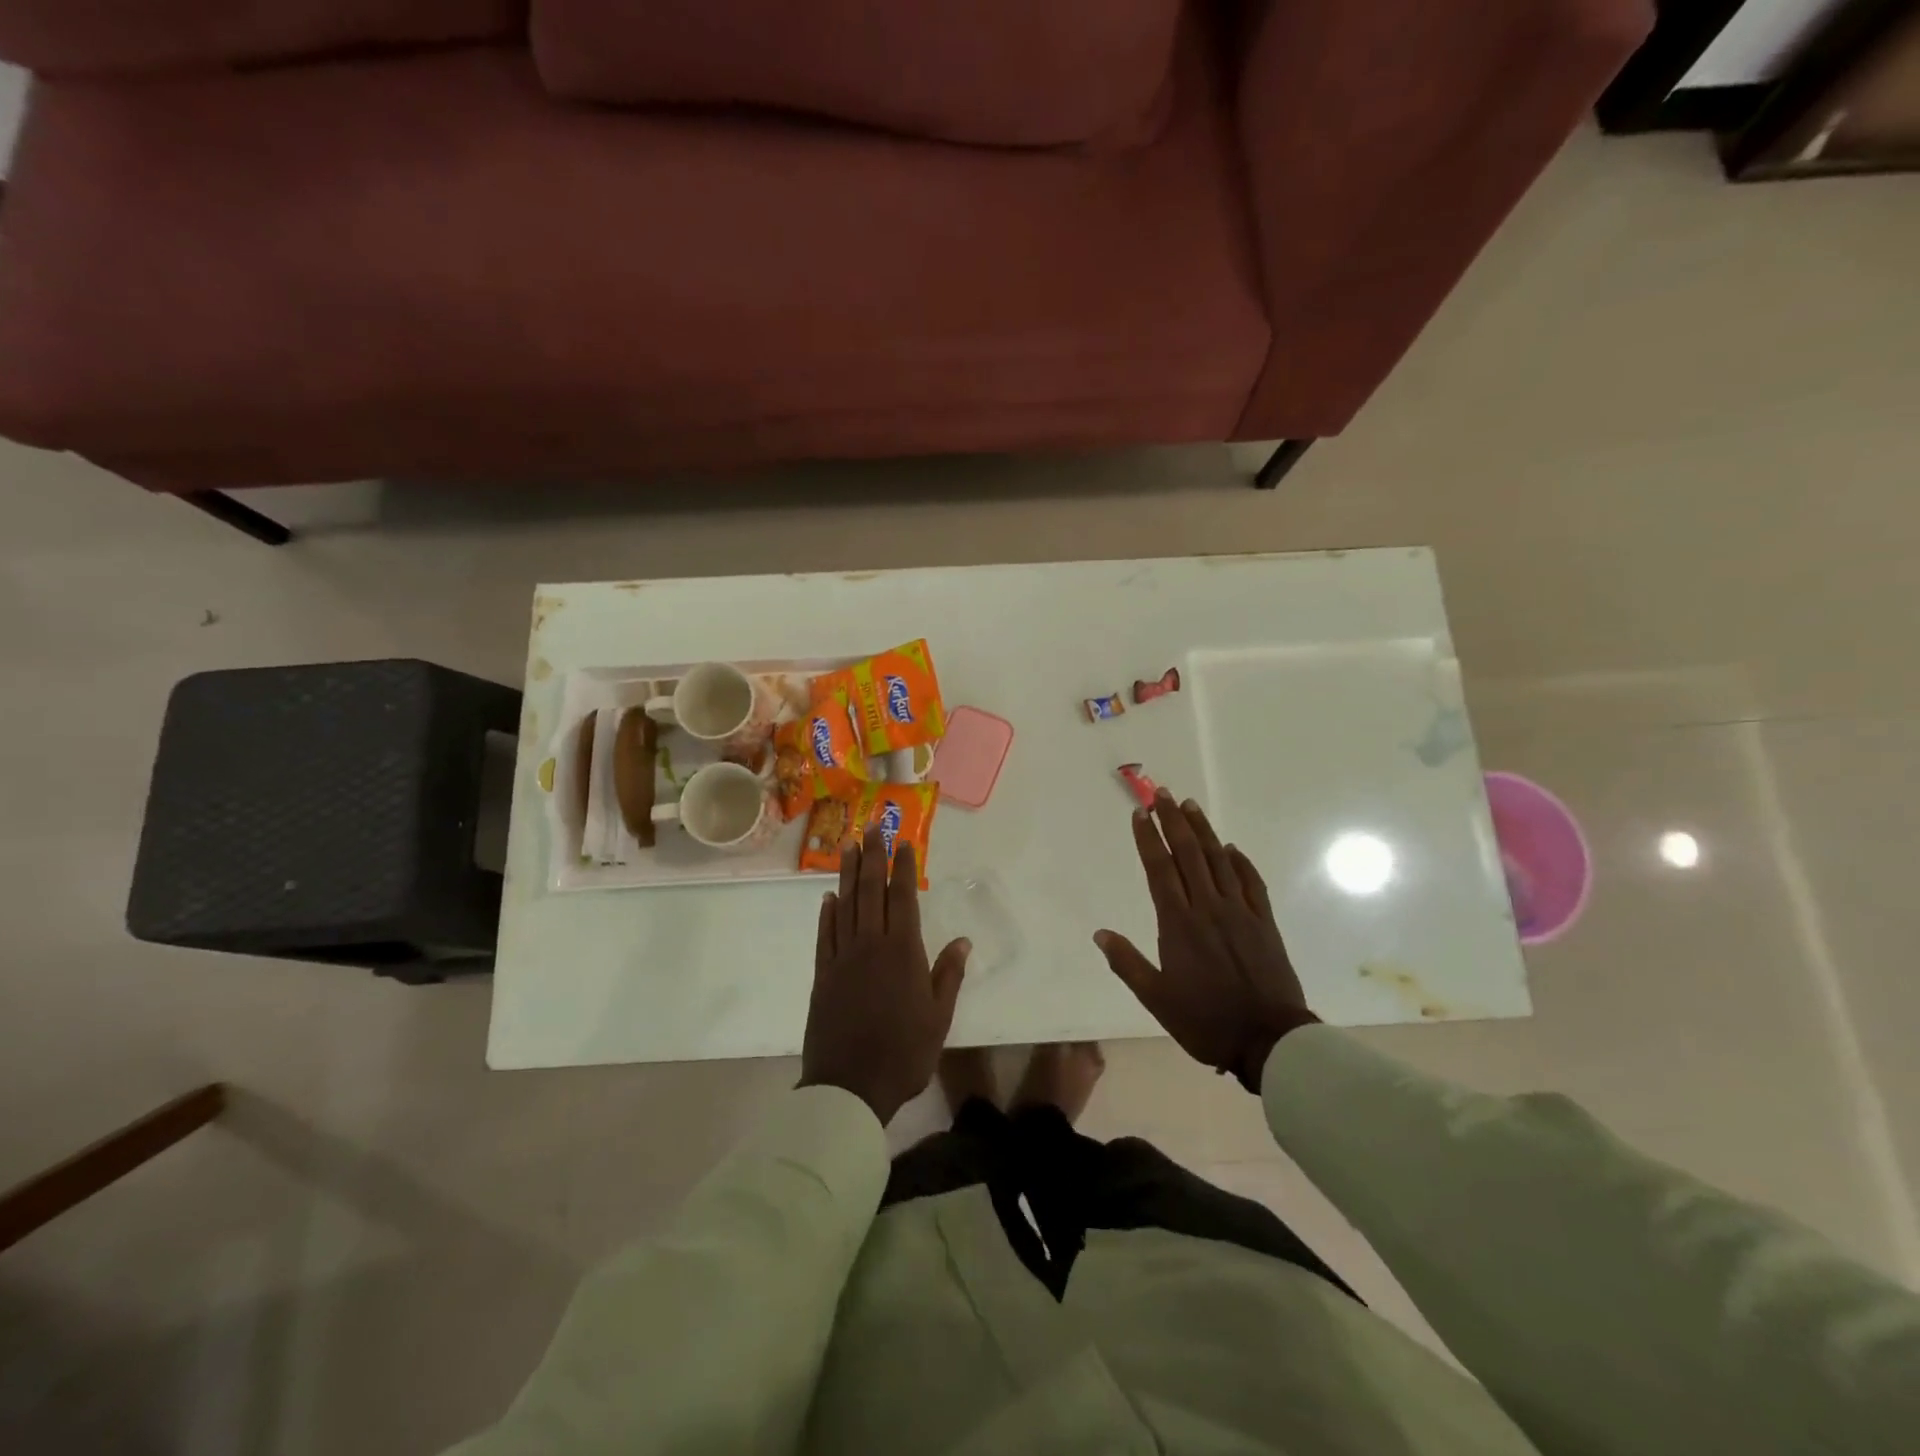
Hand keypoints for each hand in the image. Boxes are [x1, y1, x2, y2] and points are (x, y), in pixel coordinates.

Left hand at [800, 826, 969, 1124]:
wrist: (849, 1087)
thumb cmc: (903, 1053)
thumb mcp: (938, 1018)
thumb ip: (948, 975)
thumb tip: (962, 940)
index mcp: (902, 952)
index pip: (902, 898)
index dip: (903, 868)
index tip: (904, 842)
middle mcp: (870, 945)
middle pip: (870, 891)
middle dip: (873, 856)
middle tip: (872, 827)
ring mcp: (842, 958)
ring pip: (845, 905)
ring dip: (848, 874)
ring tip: (849, 846)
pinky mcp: (822, 975)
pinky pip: (825, 935)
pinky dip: (827, 913)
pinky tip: (829, 897)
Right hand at [1095, 791, 1317, 1092]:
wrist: (1269, 1040)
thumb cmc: (1205, 1020)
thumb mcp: (1156, 998)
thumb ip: (1127, 963)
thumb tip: (1100, 934)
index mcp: (1179, 924)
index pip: (1160, 869)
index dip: (1148, 839)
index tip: (1139, 814)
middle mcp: (1208, 908)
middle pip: (1189, 854)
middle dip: (1173, 822)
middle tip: (1162, 794)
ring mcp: (1240, 912)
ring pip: (1219, 861)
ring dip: (1204, 831)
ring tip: (1190, 806)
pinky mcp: (1264, 922)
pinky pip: (1251, 883)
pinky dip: (1241, 862)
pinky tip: (1232, 849)